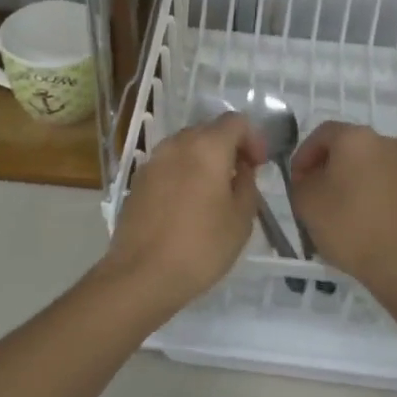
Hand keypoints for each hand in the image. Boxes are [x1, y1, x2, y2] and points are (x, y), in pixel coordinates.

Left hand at [101, 112, 265, 313]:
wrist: (142, 275)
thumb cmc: (201, 247)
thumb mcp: (241, 220)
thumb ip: (247, 185)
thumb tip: (241, 169)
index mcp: (206, 147)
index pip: (235, 121)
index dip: (253, 139)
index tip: (258, 166)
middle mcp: (176, 145)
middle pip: (208, 130)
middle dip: (228, 147)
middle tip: (240, 178)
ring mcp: (152, 161)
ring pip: (185, 147)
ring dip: (204, 160)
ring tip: (214, 193)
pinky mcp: (138, 181)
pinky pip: (168, 165)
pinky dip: (183, 173)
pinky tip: (188, 205)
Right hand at [290, 121, 396, 283]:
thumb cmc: (349, 225)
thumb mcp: (306, 202)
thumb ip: (302, 181)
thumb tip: (312, 178)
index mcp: (357, 138)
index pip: (322, 134)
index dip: (304, 155)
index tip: (297, 182)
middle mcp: (388, 143)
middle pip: (350, 150)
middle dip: (330, 169)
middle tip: (316, 196)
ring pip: (372, 169)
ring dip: (355, 184)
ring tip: (342, 215)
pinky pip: (391, 189)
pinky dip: (376, 199)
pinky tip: (367, 226)